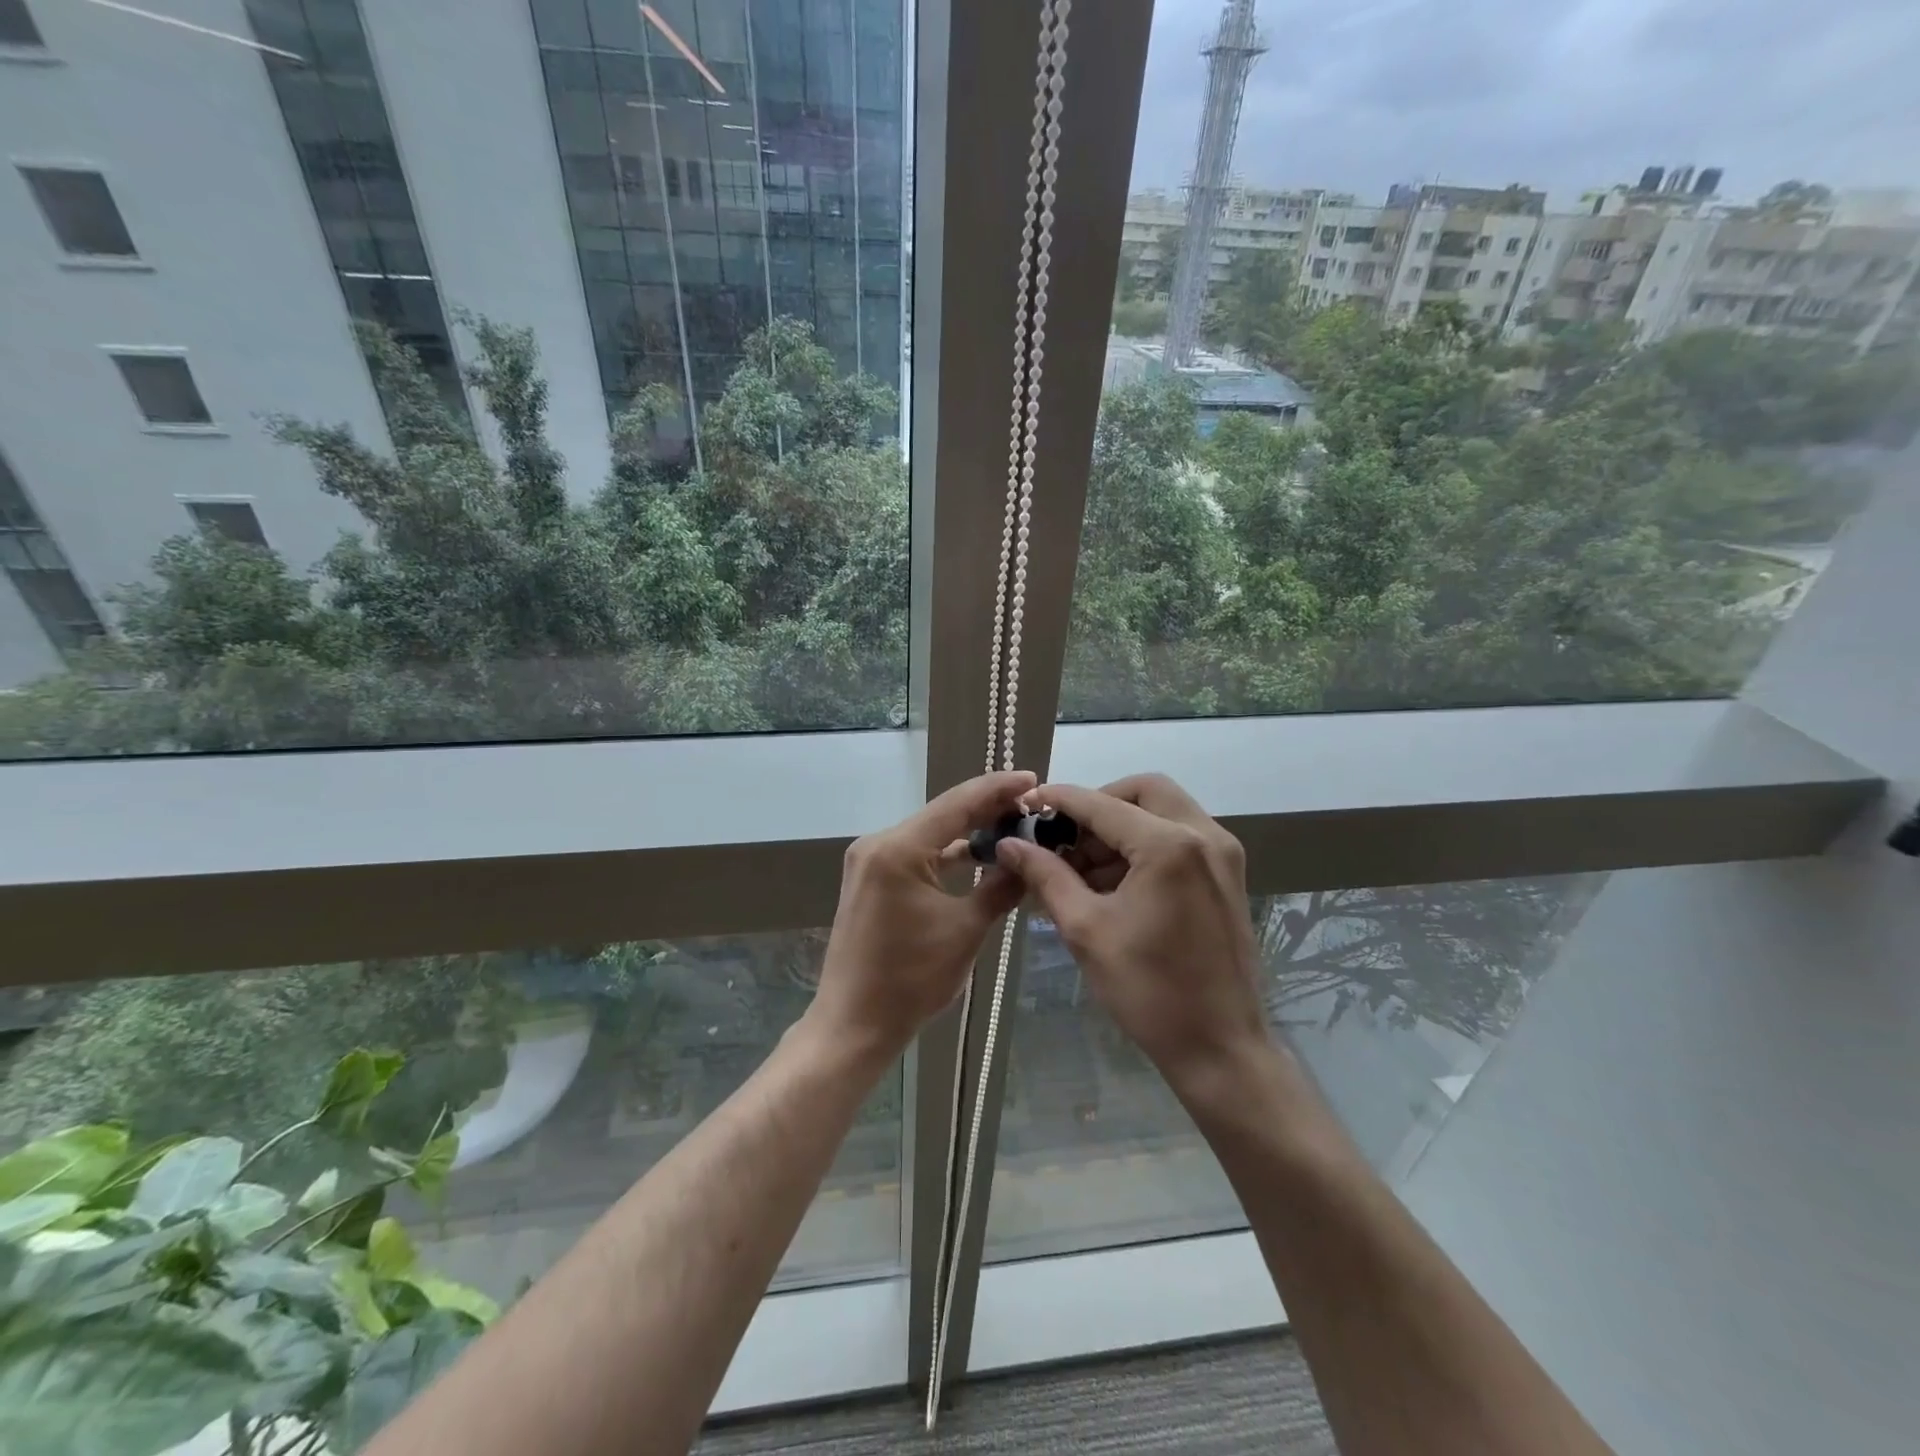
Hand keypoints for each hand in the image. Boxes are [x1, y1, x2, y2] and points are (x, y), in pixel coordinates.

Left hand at [807, 770, 1034, 1058]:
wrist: (854, 1023)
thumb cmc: (911, 980)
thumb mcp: (966, 931)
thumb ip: (1000, 887)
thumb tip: (1029, 860)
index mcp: (897, 849)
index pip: (957, 804)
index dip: (997, 789)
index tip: (1033, 778)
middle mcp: (878, 843)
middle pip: (942, 814)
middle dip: (986, 807)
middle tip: (1030, 802)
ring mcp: (870, 861)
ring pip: (929, 833)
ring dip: (967, 831)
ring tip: (1012, 824)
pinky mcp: (870, 879)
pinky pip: (916, 854)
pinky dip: (945, 854)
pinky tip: (976, 854)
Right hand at [994, 774, 1268, 1092]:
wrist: (1221, 1048)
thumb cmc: (1149, 990)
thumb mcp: (1086, 929)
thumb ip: (1046, 876)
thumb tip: (1009, 845)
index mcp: (1169, 845)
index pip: (1102, 804)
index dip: (1059, 800)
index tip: (1026, 805)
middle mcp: (1204, 835)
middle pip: (1143, 790)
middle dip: (1099, 805)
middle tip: (1065, 836)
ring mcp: (1223, 853)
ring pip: (1164, 810)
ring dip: (1122, 825)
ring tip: (1082, 866)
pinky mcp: (1228, 874)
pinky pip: (1181, 835)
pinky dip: (1145, 843)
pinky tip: (1115, 881)